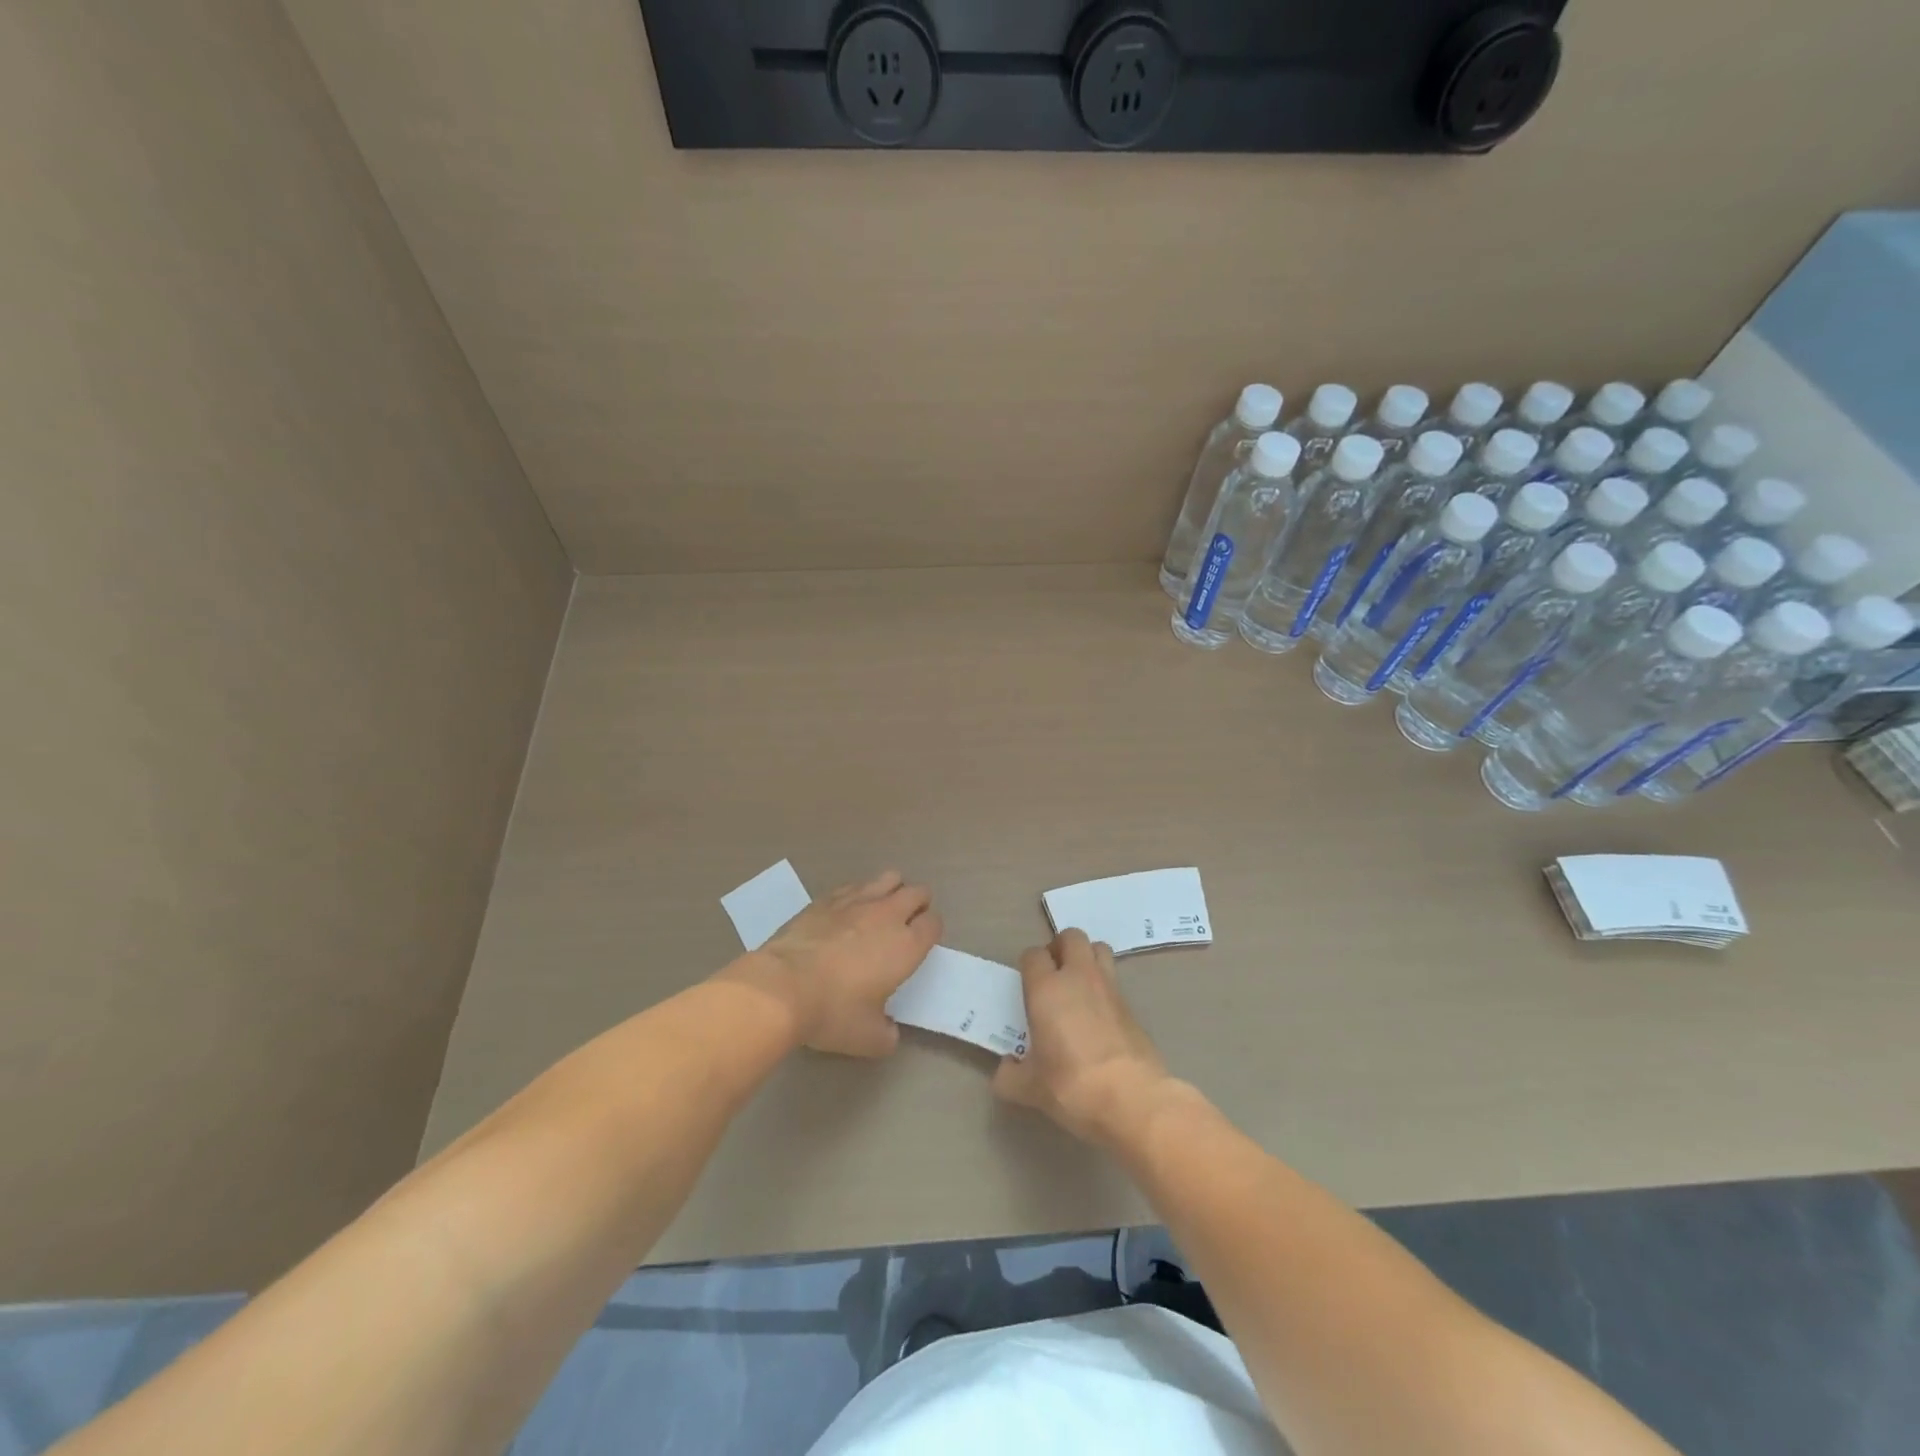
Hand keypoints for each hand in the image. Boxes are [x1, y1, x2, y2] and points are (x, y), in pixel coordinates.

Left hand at [737, 870, 941, 1057]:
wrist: (782, 987)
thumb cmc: (833, 1012)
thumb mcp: (868, 1038)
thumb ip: (887, 1034)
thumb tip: (889, 1032)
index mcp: (907, 945)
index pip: (934, 923)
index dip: (932, 930)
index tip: (922, 943)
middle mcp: (888, 915)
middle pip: (917, 892)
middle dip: (918, 904)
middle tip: (907, 923)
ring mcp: (856, 902)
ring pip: (888, 879)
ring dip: (892, 890)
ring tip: (881, 909)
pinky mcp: (827, 899)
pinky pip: (854, 886)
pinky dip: (859, 894)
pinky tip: (848, 910)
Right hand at [991, 929, 1173, 1147]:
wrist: (1132, 1099)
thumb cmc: (1072, 1086)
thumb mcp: (1029, 1089)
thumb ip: (1010, 1076)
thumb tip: (1005, 1070)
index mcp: (1046, 989)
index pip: (1033, 955)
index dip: (1029, 965)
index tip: (1027, 986)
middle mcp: (1078, 977)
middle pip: (1070, 936)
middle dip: (1060, 948)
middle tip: (1053, 975)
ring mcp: (1109, 987)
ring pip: (1098, 948)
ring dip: (1087, 958)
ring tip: (1078, 985)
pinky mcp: (1131, 1005)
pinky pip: (1114, 980)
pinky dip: (1104, 986)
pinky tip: (1099, 1014)